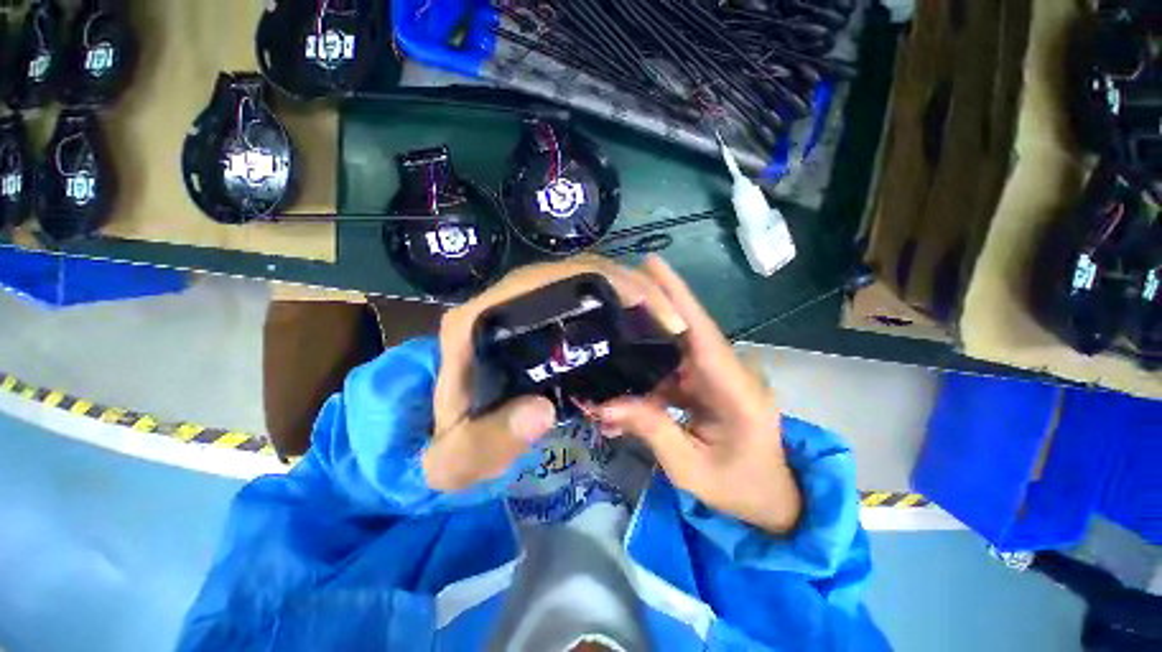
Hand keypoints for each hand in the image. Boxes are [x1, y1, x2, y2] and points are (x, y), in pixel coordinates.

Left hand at [423, 256, 685, 491]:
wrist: (443, 439)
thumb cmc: (450, 447)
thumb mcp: (457, 460)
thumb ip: (489, 441)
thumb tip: (542, 410)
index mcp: (475, 321)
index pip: (541, 281)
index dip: (598, 283)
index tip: (646, 309)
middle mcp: (499, 302)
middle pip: (569, 273)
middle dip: (626, 285)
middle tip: (670, 319)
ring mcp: (520, 306)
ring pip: (581, 281)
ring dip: (626, 293)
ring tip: (664, 321)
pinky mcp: (536, 319)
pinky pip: (582, 299)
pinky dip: (615, 306)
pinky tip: (639, 327)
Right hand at [596, 256, 801, 534]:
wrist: (770, 502)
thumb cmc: (738, 489)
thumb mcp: (690, 467)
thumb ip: (651, 430)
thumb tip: (604, 405)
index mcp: (736, 391)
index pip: (701, 333)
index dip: (677, 297)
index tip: (652, 265)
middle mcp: (728, 374)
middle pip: (684, 332)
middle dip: (648, 311)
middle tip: (611, 296)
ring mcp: (716, 378)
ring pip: (672, 351)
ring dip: (639, 350)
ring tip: (605, 344)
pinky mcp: (705, 386)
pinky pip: (671, 371)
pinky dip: (646, 376)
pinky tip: (621, 386)